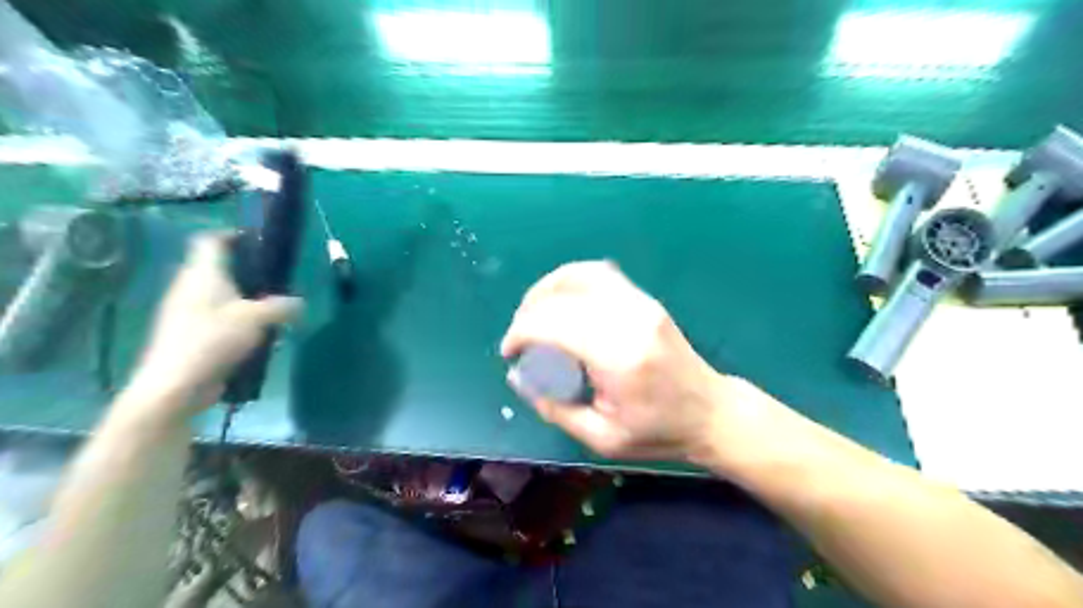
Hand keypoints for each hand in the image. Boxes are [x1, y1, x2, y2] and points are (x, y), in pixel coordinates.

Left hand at [127, 233, 297, 416]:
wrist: (175, 384)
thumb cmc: (213, 339)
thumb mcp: (257, 319)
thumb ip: (282, 307)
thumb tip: (300, 303)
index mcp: (203, 274)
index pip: (211, 241)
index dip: (232, 235)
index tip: (259, 241)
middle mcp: (190, 287)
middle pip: (216, 267)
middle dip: (245, 270)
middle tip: (275, 278)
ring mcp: (187, 312)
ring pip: (218, 294)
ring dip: (243, 297)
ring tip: (271, 307)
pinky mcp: (190, 335)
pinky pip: (217, 317)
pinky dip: (236, 318)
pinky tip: (256, 333)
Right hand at [503, 262, 732, 460]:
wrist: (711, 412)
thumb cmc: (659, 433)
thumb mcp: (602, 438)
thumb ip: (555, 408)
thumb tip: (518, 377)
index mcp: (620, 357)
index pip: (555, 323)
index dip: (521, 332)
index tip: (510, 353)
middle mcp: (630, 320)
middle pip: (563, 294)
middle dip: (528, 311)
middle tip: (519, 337)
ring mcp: (641, 304)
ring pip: (581, 274)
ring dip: (547, 289)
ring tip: (533, 313)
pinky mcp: (646, 300)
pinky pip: (600, 275)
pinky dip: (571, 282)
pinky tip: (561, 302)